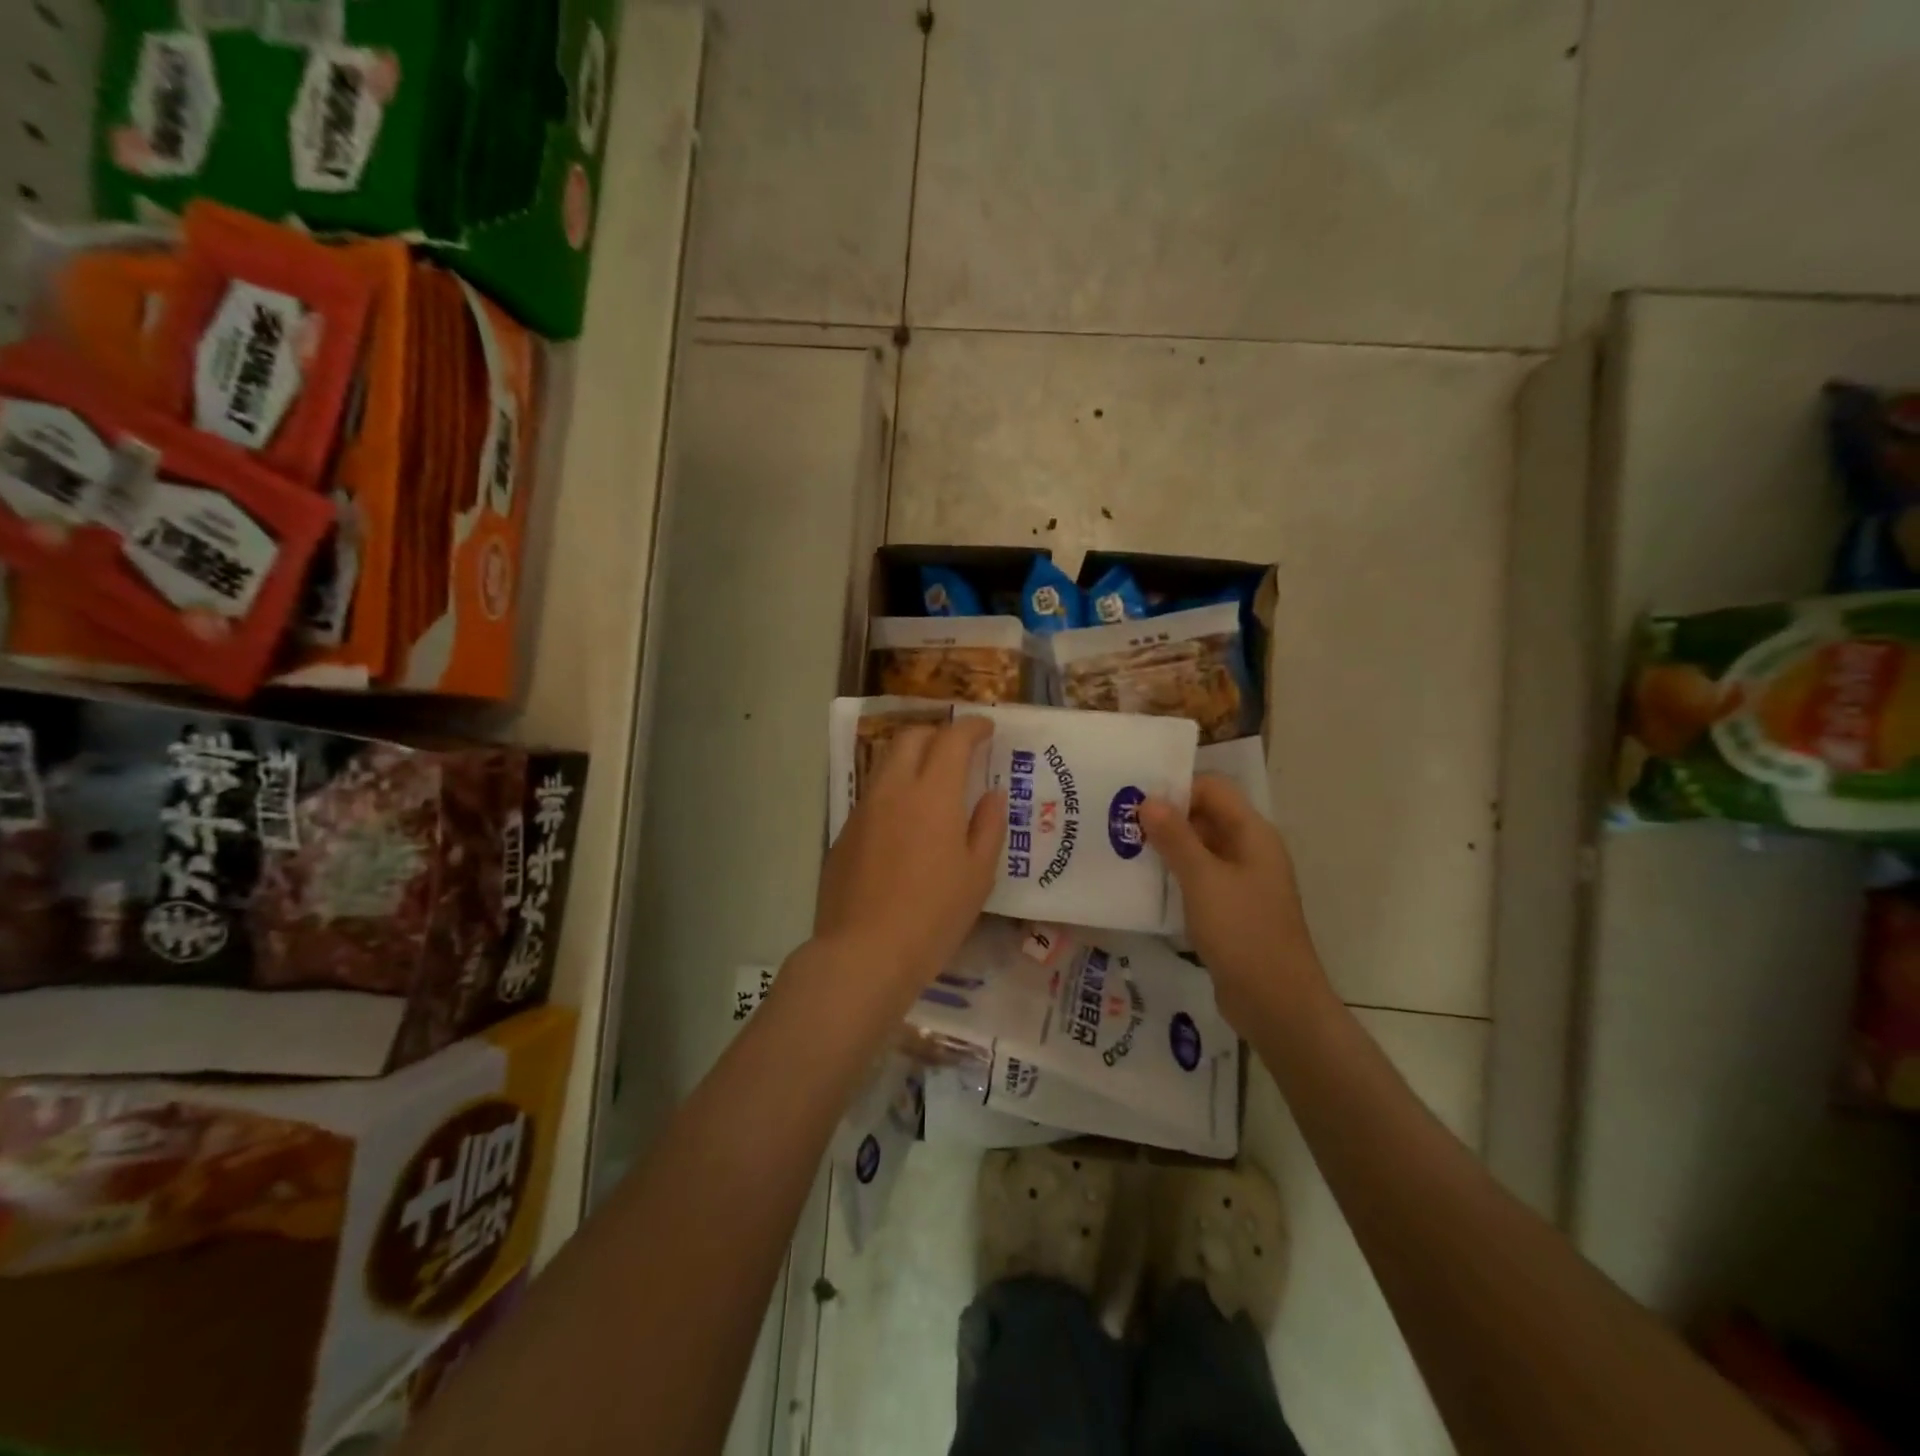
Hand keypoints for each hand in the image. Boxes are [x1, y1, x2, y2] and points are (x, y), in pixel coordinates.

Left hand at [814, 716, 1005, 1002]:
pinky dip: (894, 789)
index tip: (987, 728)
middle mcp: (893, 790)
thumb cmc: (933, 916)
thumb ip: (988, 827)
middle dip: (937, 732)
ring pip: (886, 762)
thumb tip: (991, 795)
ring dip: (911, 757)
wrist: (863, 953)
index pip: (952, 739)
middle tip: (958, 748)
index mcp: (932, 794)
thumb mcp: (977, 876)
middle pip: (911, 737)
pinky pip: (873, 794)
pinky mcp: (844, 833)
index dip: (972, 726)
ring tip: (931, 778)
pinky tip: (905, 819)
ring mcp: (863, 810)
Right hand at [1141, 776, 1328, 1024]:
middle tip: (1118, 822)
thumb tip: (1148, 799)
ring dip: (1165, 847)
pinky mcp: (1229, 909)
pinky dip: (1173, 875)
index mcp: (1252, 834)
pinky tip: (1141, 883)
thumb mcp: (1203, 879)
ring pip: (1198, 849)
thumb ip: (1175, 837)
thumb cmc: (1242, 932)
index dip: (1176, 787)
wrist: (1276, 1002)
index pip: (1213, 789)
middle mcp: (1249, 850)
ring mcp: (1241, 882)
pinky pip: (1198, 879)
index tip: (1134, 798)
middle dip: (1164, 817)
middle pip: (1205, 816)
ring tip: (1121, 848)